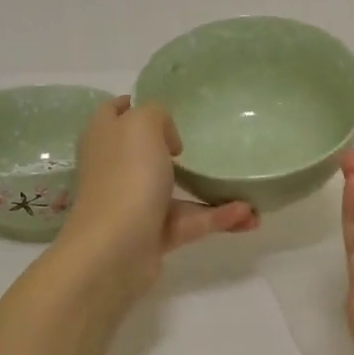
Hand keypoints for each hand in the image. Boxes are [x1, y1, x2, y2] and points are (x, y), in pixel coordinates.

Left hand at [57, 97, 256, 293]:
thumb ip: (157, 115)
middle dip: (174, 149)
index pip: (113, 113)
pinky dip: (218, 217)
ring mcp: (134, 203)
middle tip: (202, 144)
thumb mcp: (142, 124)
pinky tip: (248, 214)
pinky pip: (191, 221)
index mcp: (105, 138)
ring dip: (210, 190)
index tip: (166, 107)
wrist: (116, 248)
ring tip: (248, 189)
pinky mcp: (153, 235)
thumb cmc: (127, 175)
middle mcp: (116, 169)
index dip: (133, 105)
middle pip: (143, 152)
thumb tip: (167, 138)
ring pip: (175, 191)